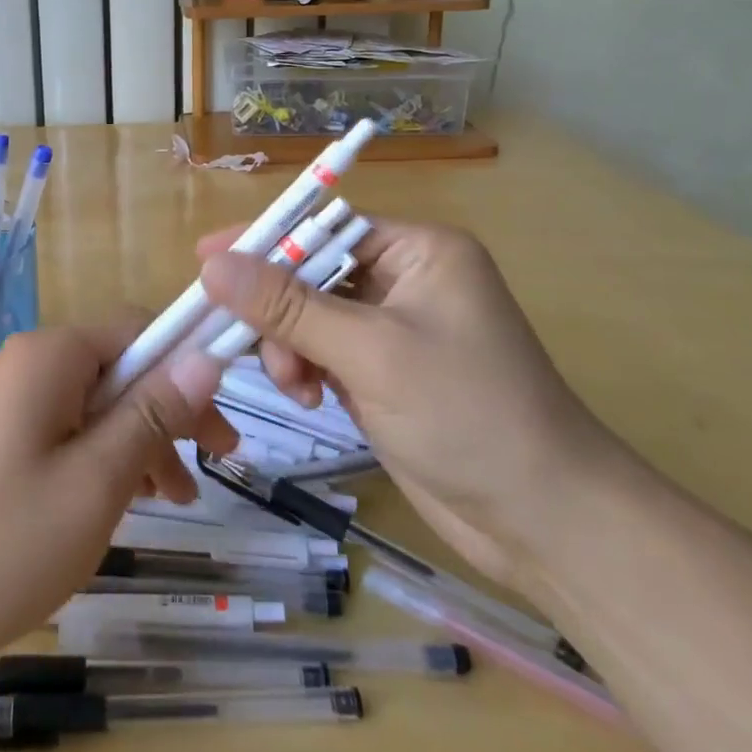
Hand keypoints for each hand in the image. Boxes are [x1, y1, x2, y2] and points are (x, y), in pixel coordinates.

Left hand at [0, 323, 237, 673]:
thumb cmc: (4, 543)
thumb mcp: (97, 479)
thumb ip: (152, 413)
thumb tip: (205, 355)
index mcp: (50, 356)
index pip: (138, 331)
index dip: (188, 369)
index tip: (221, 429)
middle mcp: (28, 364)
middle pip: (118, 368)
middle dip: (167, 412)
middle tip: (211, 469)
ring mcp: (7, 401)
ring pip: (95, 403)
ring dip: (138, 441)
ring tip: (172, 501)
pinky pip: (65, 429)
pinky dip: (101, 457)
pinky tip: (121, 502)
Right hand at [197, 220, 621, 591]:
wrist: (546, 524)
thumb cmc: (467, 414)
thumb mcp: (370, 352)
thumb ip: (288, 307)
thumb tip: (213, 265)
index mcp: (418, 250)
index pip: (323, 227)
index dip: (265, 241)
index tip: (205, 257)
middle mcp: (406, 278)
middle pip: (311, 272)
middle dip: (278, 310)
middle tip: (246, 345)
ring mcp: (394, 329)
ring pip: (310, 316)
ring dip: (289, 346)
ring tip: (294, 385)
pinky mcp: (384, 372)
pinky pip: (323, 352)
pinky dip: (306, 369)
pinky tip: (308, 397)